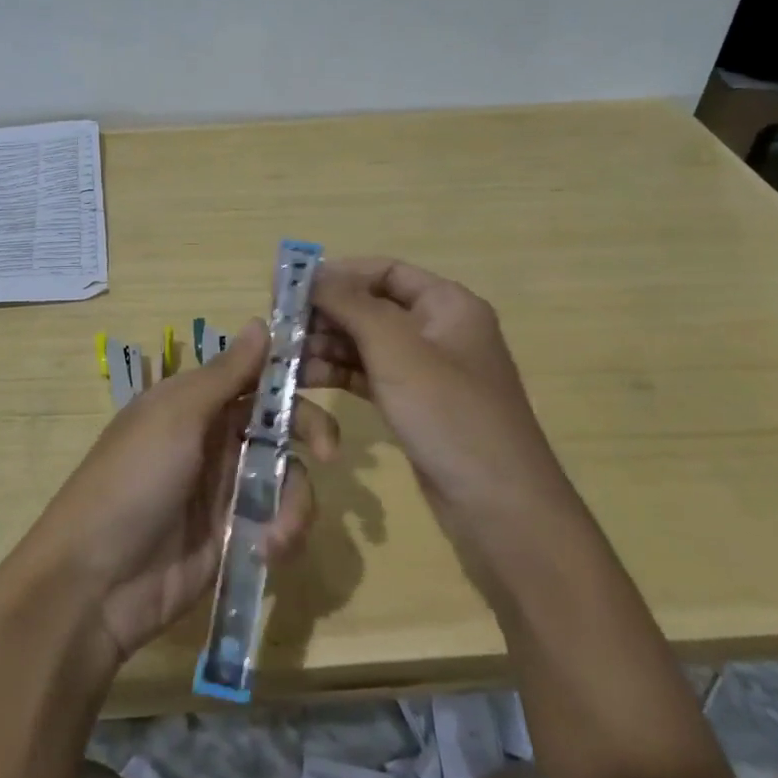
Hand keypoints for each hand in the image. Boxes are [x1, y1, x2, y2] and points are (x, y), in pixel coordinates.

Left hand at [13, 320, 338, 670]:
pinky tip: (268, 552)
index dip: (292, 371)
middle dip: (310, 432)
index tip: (333, 369)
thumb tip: (262, 323)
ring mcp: (227, 489)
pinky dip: (284, 534)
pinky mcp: (235, 536)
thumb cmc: (132, 481)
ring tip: (277, 535)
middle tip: (329, 451)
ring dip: (295, 502)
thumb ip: (225, 375)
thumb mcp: (175, 417)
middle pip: (281, 422)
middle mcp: (215, 439)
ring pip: (287, 475)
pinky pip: (279, 522)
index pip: (255, 374)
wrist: (94, 583)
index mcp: (195, 402)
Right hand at [306, 258, 559, 537]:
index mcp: (448, 304)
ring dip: (326, 346)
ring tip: (284, 357)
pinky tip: (304, 379)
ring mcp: (426, 370)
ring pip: (366, 343)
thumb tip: (309, 273)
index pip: (385, 271)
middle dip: (326, 314)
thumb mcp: (396, 350)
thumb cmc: (449, 414)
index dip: (339, 274)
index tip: (291, 287)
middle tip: (279, 327)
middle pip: (371, 306)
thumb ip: (350, 305)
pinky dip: (338, 373)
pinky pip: (369, 375)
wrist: (498, 506)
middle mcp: (438, 329)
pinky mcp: (414, 404)